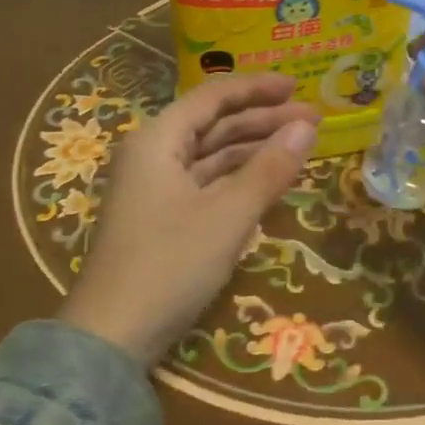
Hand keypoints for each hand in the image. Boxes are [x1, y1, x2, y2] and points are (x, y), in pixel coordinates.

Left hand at [61, 73, 318, 365]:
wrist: (112, 337)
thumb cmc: (169, 265)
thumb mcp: (228, 215)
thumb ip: (269, 168)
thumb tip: (307, 128)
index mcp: (158, 140)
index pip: (213, 97)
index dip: (258, 88)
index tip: (298, 86)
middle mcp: (153, 154)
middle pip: (214, 124)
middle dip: (263, 119)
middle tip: (313, 120)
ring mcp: (156, 187)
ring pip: (212, 154)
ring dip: (254, 148)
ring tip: (299, 146)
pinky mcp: (162, 217)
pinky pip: (206, 182)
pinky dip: (238, 177)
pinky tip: (268, 179)